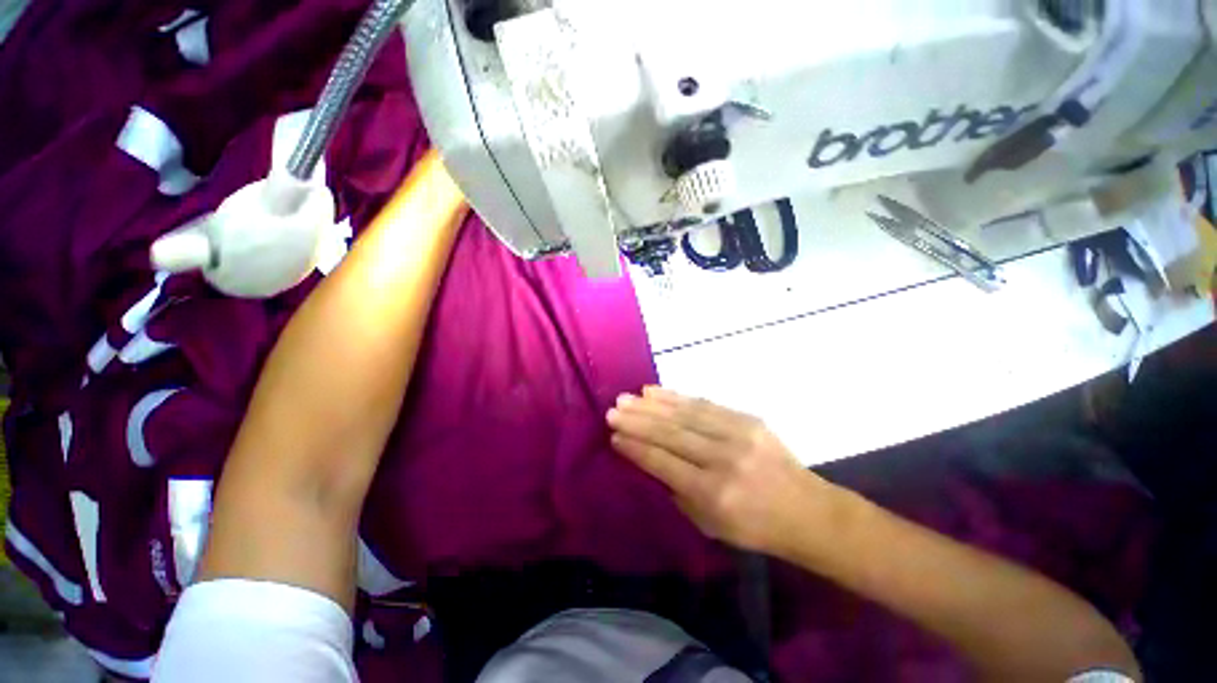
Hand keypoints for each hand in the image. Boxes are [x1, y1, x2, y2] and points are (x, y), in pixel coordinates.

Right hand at [606, 387, 836, 555]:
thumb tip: (649, 458)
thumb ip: (677, 490)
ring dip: (651, 405)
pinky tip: (655, 391)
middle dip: (637, 421)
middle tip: (612, 410)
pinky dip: (676, 397)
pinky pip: (704, 403)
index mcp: (714, 494)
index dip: (636, 448)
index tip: (614, 436)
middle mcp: (723, 459)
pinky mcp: (747, 418)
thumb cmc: (755, 528)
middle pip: (670, 434)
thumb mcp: (710, 525)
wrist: (808, 511)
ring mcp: (738, 434)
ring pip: (684, 414)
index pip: (663, 463)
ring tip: (627, 397)